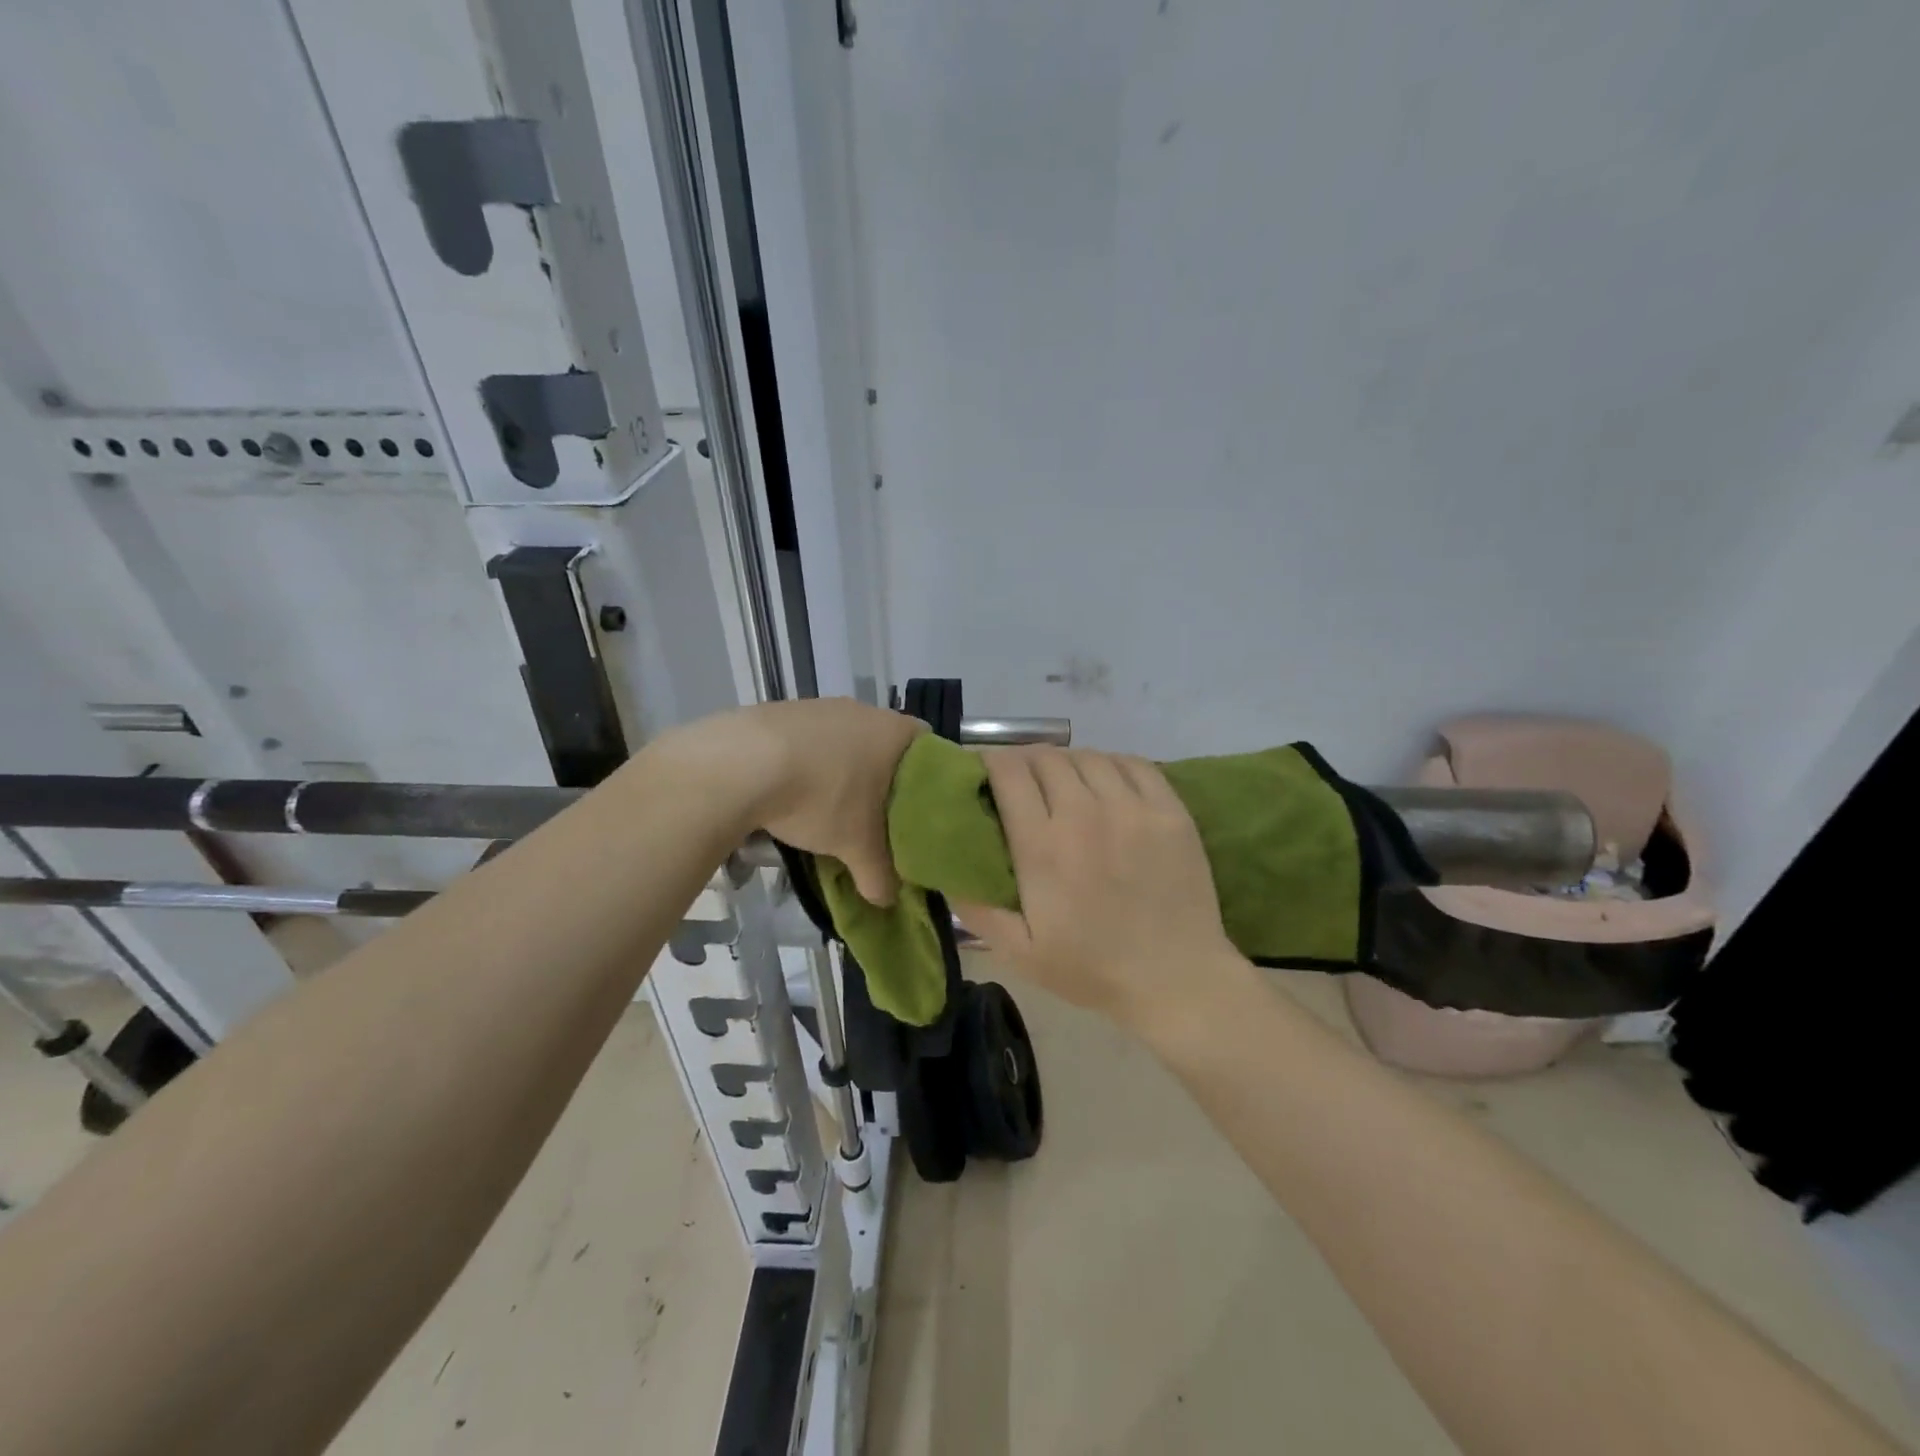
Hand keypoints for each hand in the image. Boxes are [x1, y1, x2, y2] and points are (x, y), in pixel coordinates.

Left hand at [693, 698, 924, 905]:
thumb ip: (879, 874)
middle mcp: (865, 710)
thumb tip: (886, 898)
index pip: (932, 749)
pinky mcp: (784, 710)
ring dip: (842, 770)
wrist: (742, 763)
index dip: (931, 779)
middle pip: (886, 746)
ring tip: (830, 807)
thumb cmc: (822, 797)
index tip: (919, 809)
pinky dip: (808, 763)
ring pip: (846, 742)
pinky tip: (792, 791)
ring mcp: (823, 706)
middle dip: (882, 779)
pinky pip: (809, 740)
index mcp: (897, 733)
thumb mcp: (856, 846)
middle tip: (876, 816)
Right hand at [953, 747, 1245, 1028]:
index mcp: (1042, 846)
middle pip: (1045, 757)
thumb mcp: (1020, 953)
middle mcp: (1085, 814)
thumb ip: (977, 908)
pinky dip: (1110, 764)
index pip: (1008, 772)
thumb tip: (944, 868)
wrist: (1177, 980)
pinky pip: (1132, 763)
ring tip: (1063, 783)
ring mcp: (1132, 808)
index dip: (990, 763)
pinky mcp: (1169, 810)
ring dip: (1066, 763)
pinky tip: (1105, 782)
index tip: (983, 773)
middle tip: (1021, 783)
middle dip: (1024, 762)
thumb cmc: (1092, 969)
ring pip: (1087, 756)